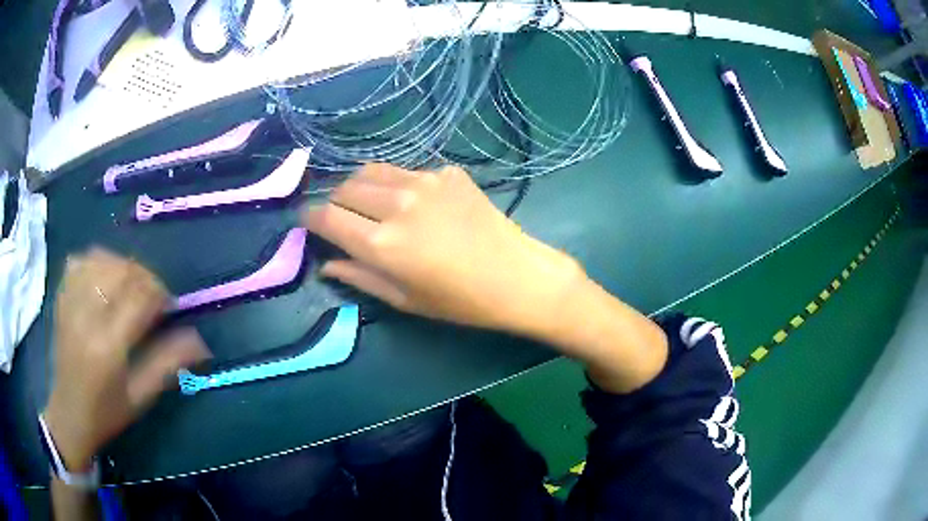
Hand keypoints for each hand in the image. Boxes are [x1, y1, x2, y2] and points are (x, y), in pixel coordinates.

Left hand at [43, 249, 208, 470]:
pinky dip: (96, 261)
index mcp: (108, 346)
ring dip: (123, 266)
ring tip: (130, 285)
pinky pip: (79, 261)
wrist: (69, 413)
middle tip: (153, 296)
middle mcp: (87, 317)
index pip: (139, 297)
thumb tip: (200, 341)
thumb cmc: (107, 413)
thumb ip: (168, 364)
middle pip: (121, 272)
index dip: (160, 293)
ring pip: (101, 260)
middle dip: (145, 277)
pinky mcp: (61, 298)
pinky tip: (104, 275)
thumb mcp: (141, 397)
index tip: (169, 306)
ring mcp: (70, 303)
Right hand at [303, 164, 583, 334]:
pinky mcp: (447, 172)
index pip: (325, 217)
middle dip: (333, 202)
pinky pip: (406, 172)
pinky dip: (396, 185)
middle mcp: (398, 204)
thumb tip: (325, 262)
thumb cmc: (460, 301)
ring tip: (369, 206)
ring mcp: (425, 181)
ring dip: (360, 187)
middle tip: (341, 219)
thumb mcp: (404, 299)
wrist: (517, 276)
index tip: (305, 221)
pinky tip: (414, 204)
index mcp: (383, 243)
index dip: (308, 217)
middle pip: (344, 187)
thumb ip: (359, 277)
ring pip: (371, 171)